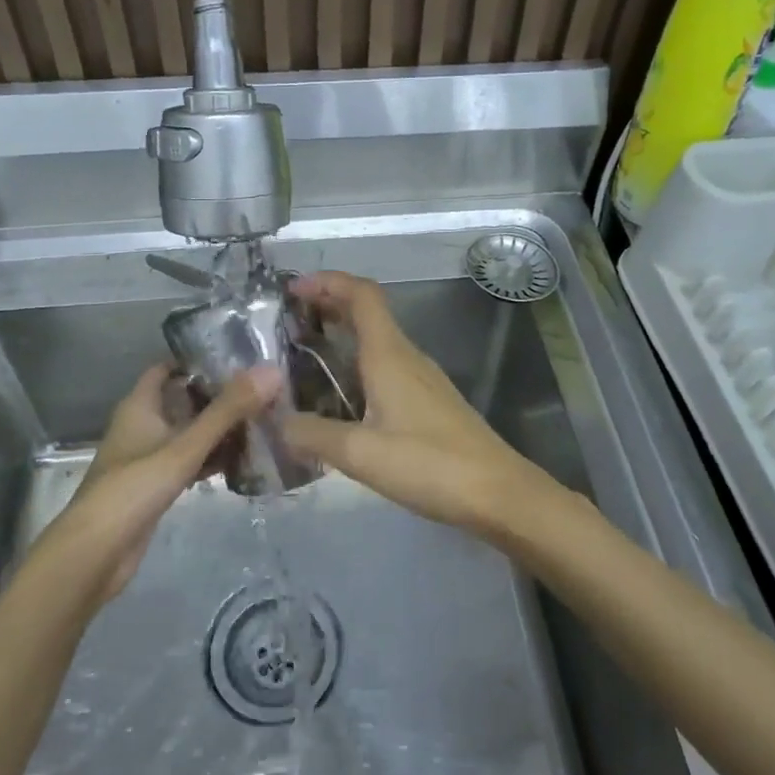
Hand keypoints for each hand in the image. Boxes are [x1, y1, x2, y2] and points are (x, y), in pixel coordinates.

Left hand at [54, 362, 279, 601]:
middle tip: (260, 390)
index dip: (196, 360)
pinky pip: (189, 462)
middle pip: (182, 400)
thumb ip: (228, 410)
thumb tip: (271, 371)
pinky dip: (211, 458)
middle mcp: (142, 426)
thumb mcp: (185, 446)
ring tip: (261, 420)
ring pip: (188, 433)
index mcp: (139, 406)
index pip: (167, 369)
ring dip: (217, 429)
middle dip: (217, 395)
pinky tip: (242, 461)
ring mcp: (148, 458)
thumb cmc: (134, 488)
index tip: (237, 357)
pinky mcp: (155, 487)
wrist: (96, 553)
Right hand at [280, 272, 556, 534]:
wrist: (498, 493)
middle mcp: (406, 357)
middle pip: (367, 313)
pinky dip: (356, 365)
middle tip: (286, 323)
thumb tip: (275, 421)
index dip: (327, 281)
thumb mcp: (361, 454)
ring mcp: (421, 380)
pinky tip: (338, 399)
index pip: (361, 295)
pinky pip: (385, 367)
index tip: (292, 290)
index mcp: (390, 355)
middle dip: (327, 306)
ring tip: (302, 359)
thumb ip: (313, 435)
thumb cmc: (430, 465)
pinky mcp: (428, 403)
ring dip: (341, 337)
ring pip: (376, 341)